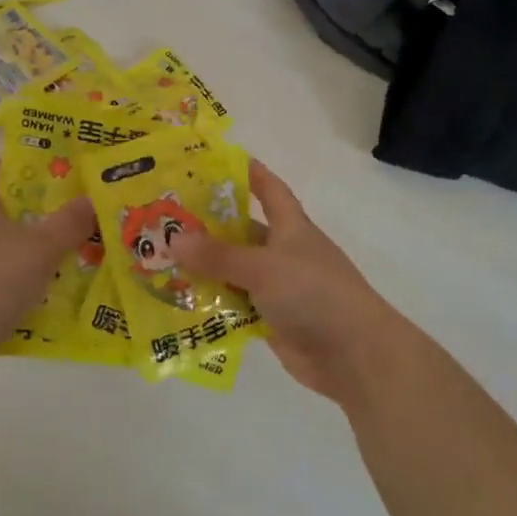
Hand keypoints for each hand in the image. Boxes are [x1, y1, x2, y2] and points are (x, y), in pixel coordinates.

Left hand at [0, 160, 94, 354]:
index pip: (1, 168)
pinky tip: (33, 292)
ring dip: (22, 247)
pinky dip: (8, 276)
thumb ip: (70, 221)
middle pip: (1, 206)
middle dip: (35, 211)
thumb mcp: (43, 248)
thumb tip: (91, 198)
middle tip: (70, 218)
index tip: (63, 177)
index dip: (32, 168)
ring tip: (58, 258)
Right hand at [170, 161, 410, 405]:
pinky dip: (213, 303)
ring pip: (236, 272)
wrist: (354, 354)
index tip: (220, 161)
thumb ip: (218, 255)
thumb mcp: (263, 267)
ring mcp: (279, 289)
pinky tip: (180, 302)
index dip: (250, 173)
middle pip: (244, 232)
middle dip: (210, 225)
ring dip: (206, 268)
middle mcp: (285, 253)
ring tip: (162, 260)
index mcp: (292, 228)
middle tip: (168, 218)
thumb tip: (173, 239)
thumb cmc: (313, 293)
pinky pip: (236, 306)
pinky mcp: (272, 320)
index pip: (271, 190)